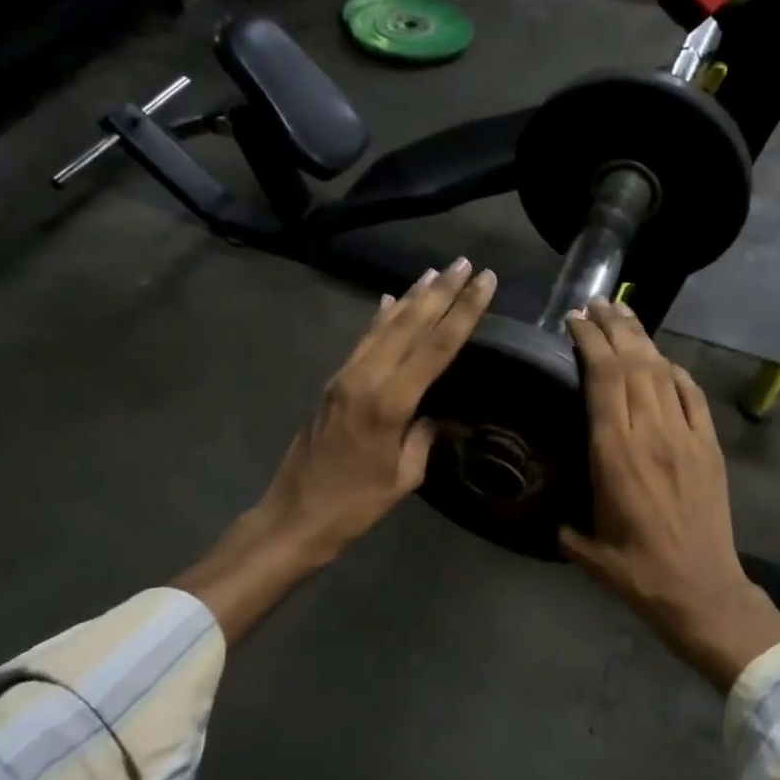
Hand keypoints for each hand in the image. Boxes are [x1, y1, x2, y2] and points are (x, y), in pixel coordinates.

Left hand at [175, 258, 495, 640]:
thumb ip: (425, 437)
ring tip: (434, 272)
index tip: (485, 282)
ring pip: (383, 326)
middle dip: (440, 291)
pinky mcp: (333, 384)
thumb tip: (445, 417)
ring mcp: (344, 378)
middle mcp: (365, 379)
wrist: (294, 516)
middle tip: (465, 263)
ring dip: (411, 297)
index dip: (463, 311)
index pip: (435, 346)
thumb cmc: (355, 505)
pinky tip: (389, 302)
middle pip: (409, 324)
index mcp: (389, 403)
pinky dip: (380, 319)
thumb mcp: (403, 476)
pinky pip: (363, 341)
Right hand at [561, 299, 779, 691]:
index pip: (603, 380)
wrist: (702, 590)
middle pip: (633, 364)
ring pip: (662, 372)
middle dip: (613, 327)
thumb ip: (563, 517)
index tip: (574, 320)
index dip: (590, 342)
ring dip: (642, 339)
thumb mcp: (583, 546)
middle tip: (595, 303)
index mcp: (615, 454)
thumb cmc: (636, 572)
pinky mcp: (710, 447)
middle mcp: (651, 434)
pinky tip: (662, 360)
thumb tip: (548, 503)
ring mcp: (686, 437)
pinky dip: (675, 370)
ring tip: (622, 316)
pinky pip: (692, 395)